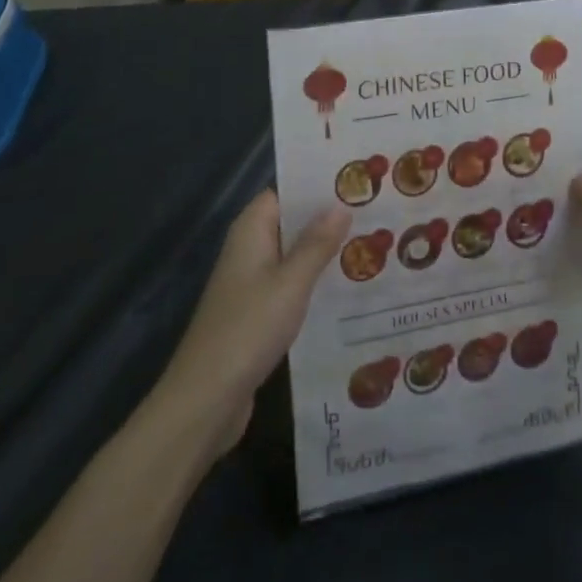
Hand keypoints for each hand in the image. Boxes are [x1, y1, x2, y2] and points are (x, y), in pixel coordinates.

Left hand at [155, 190, 349, 458]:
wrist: (205, 400)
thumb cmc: (248, 328)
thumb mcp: (290, 283)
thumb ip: (316, 244)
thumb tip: (341, 205)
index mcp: (251, 229)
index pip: (286, 192)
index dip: (318, 185)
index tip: (356, 181)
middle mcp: (249, 248)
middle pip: (292, 222)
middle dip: (328, 218)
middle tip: (376, 211)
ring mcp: (251, 282)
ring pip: (294, 254)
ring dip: (324, 251)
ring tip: (373, 244)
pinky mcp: (256, 312)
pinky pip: (291, 284)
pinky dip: (314, 282)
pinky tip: (347, 288)